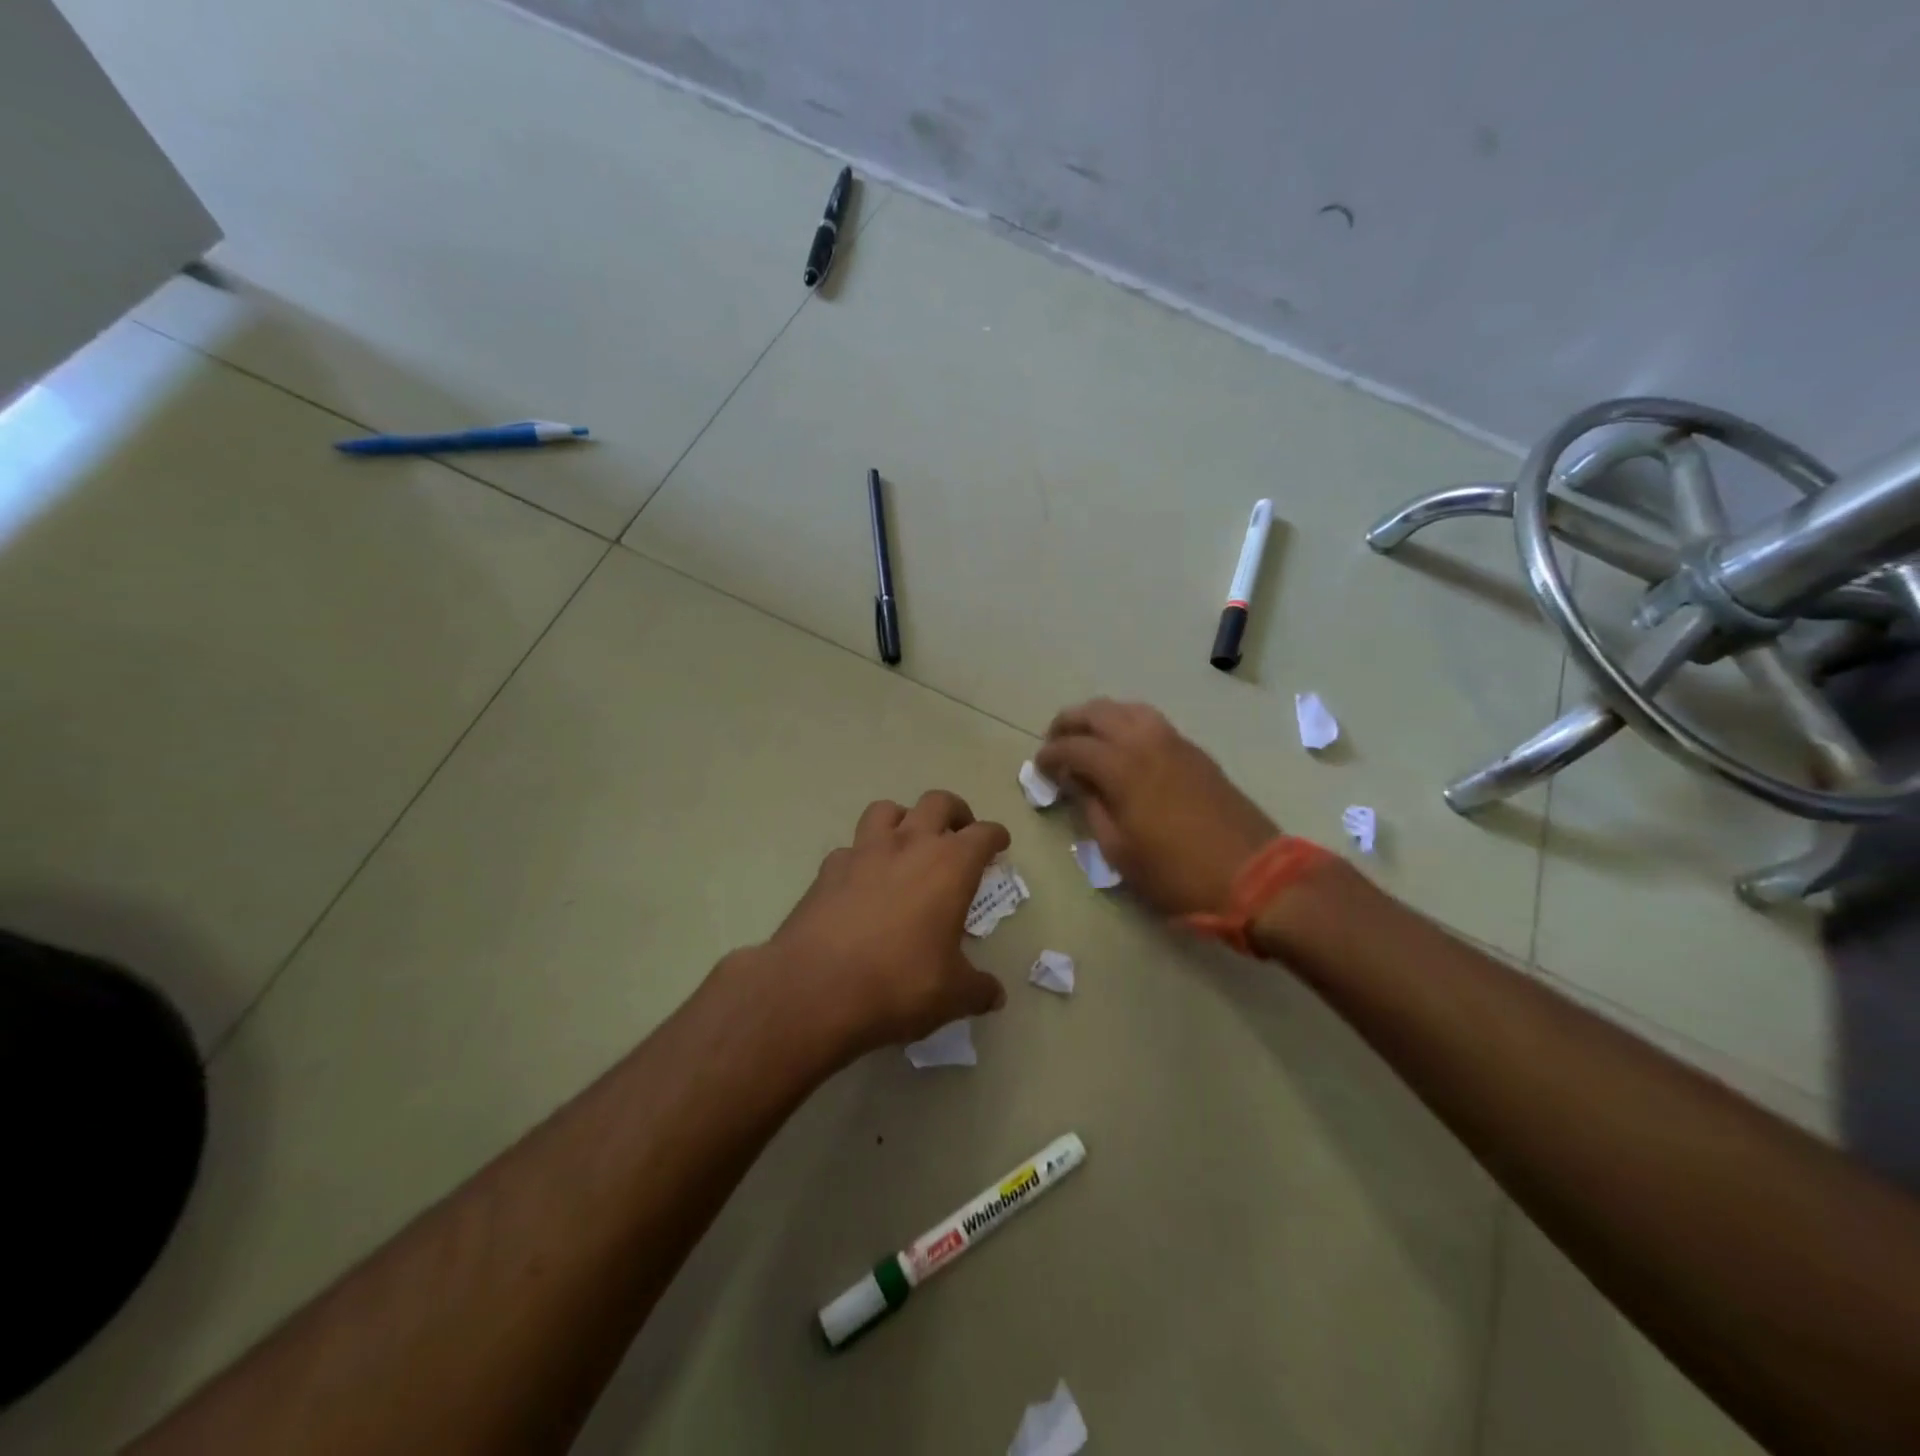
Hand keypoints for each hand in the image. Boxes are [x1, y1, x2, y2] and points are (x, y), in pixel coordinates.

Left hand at [758, 791, 1010, 1059]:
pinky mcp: (827, 870)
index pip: (982, 834)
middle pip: (937, 802)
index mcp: (949, 866)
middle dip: (955, 812)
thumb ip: (978, 990)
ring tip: (908, 843)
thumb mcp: (951, 995)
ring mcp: (863, 853)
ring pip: (887, 810)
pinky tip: (862, 881)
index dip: (995, 836)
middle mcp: (908, 845)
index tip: (999, 843)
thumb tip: (995, 996)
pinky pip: (850, 849)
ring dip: (903, 819)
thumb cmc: (898, 984)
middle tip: (960, 833)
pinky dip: (862, 857)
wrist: (814, 990)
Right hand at [1035, 699, 1277, 917]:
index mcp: (1123, 767)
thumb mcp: (1120, 852)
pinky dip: (1127, 724)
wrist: (1254, 876)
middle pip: (1098, 712)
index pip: (1073, 747)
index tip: (1038, 767)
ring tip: (1087, 741)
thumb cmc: (1177, 874)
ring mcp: (1175, 742)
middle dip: (1069, 723)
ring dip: (1100, 718)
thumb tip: (1076, 783)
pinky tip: (1123, 749)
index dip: (1050, 755)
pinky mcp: (1195, 752)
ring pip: (1127, 709)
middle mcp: (1146, 742)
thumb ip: (1092, 809)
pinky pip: (1151, 722)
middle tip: (1054, 743)